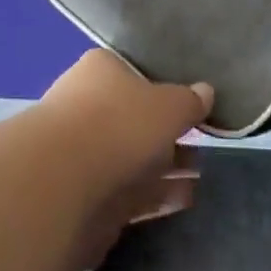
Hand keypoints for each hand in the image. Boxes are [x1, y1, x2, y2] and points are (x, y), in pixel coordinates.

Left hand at [35, 49, 211, 270]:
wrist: (64, 184)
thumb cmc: (119, 124)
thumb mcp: (168, 105)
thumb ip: (189, 101)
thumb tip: (206, 91)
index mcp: (101, 70)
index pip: (135, 73)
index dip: (164, 89)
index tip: (191, 107)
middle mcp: (89, 105)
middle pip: (135, 118)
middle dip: (168, 134)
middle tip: (202, 145)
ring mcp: (85, 153)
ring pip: (134, 158)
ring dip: (167, 168)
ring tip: (200, 175)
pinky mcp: (87, 196)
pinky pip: (130, 191)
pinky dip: (156, 194)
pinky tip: (185, 199)